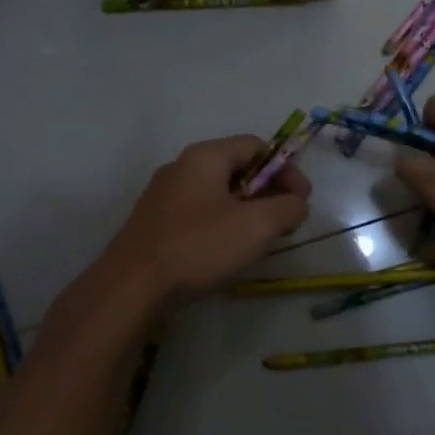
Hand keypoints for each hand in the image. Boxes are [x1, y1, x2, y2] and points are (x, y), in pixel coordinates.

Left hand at [101, 135, 312, 311]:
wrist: (132, 288)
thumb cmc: (199, 247)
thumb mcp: (256, 226)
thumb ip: (287, 208)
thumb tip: (297, 203)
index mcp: (204, 157)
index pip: (256, 146)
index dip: (286, 169)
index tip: (302, 201)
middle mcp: (180, 168)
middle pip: (236, 169)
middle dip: (267, 193)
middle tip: (284, 222)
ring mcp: (162, 197)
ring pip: (216, 194)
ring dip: (245, 212)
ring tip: (259, 241)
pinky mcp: (153, 225)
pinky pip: (197, 215)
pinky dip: (221, 227)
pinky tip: (225, 255)